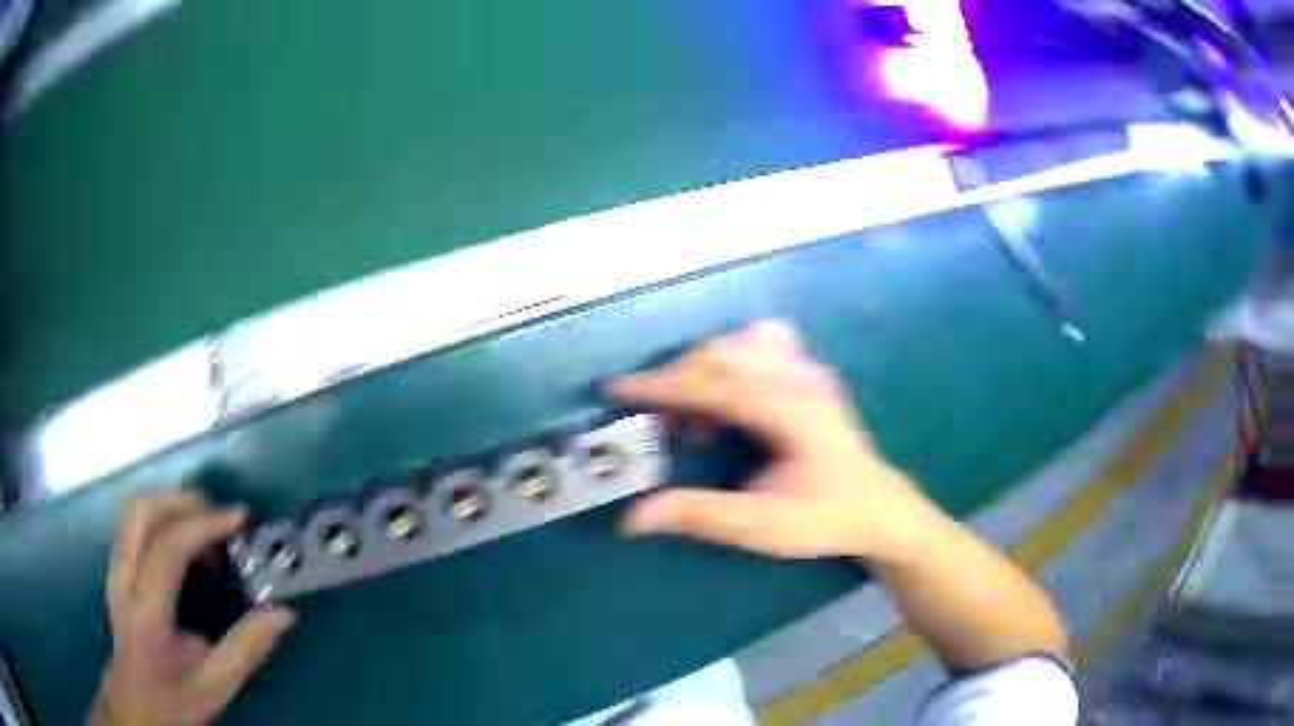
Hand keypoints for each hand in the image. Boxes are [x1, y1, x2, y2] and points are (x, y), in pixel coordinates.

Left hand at [88, 491, 295, 725]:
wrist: (136, 701)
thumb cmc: (176, 698)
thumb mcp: (217, 684)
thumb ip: (247, 648)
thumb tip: (283, 613)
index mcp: (146, 612)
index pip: (166, 549)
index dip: (202, 525)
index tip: (237, 519)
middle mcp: (123, 579)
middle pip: (141, 511)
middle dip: (182, 501)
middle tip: (218, 516)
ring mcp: (114, 567)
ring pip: (133, 509)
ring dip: (170, 503)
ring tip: (203, 525)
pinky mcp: (115, 565)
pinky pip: (133, 521)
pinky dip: (161, 516)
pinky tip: (183, 541)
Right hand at [605, 320, 942, 559]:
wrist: (877, 508)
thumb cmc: (823, 518)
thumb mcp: (761, 526)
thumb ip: (699, 516)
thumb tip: (633, 519)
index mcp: (791, 412)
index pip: (714, 385)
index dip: (660, 385)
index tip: (615, 388)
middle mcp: (801, 379)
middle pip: (723, 354)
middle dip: (676, 380)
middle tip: (657, 423)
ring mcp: (810, 370)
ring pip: (742, 341)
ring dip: (705, 367)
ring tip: (698, 415)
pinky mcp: (812, 373)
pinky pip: (764, 343)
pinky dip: (734, 360)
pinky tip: (731, 396)